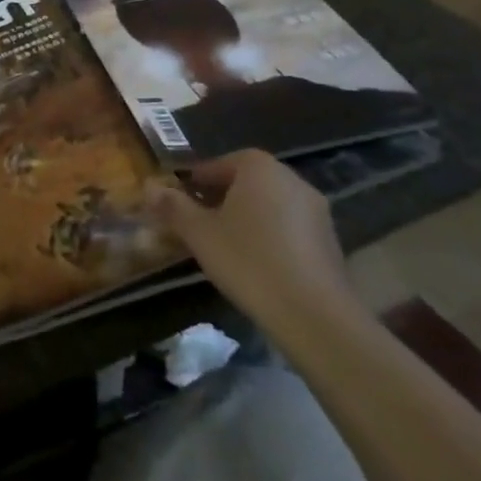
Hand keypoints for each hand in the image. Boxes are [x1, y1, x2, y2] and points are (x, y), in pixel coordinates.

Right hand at [146, 149, 361, 347]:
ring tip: (224, 245)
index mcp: (258, 167)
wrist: (315, 316)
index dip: (195, 182)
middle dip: (220, 198)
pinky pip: (288, 227)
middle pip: (245, 182)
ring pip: (268, 205)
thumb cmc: (249, 261)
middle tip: (197, 222)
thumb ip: (173, 206)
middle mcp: (291, 179)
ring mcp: (316, 210)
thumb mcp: (199, 233)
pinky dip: (269, 236)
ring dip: (246, 217)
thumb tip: (149, 187)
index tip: (179, 201)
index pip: (218, 164)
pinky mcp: (331, 241)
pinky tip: (256, 263)